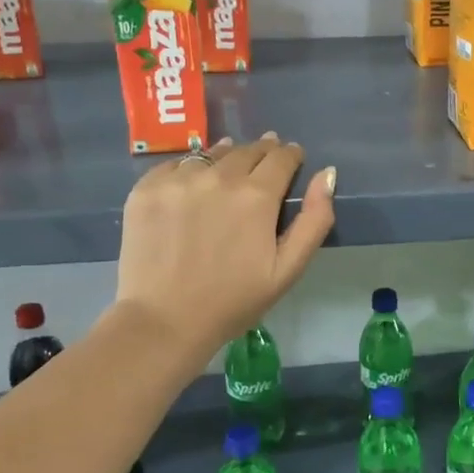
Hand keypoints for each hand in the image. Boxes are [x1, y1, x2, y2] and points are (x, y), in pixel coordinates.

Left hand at [115, 134, 336, 366]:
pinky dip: (189, 170)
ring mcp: (178, 180)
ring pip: (211, 154)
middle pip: (247, 150)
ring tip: (229, 169)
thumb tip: (327, 174)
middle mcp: (218, 177)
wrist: (164, 321)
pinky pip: (175, 165)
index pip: (281, 157)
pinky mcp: (146, 189)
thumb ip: (314, 219)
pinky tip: (192, 187)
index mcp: (257, 196)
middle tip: (264, 162)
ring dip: (226, 157)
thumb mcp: (288, 269)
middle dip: (262, 153)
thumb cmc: (233, 301)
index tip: (292, 158)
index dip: (291, 155)